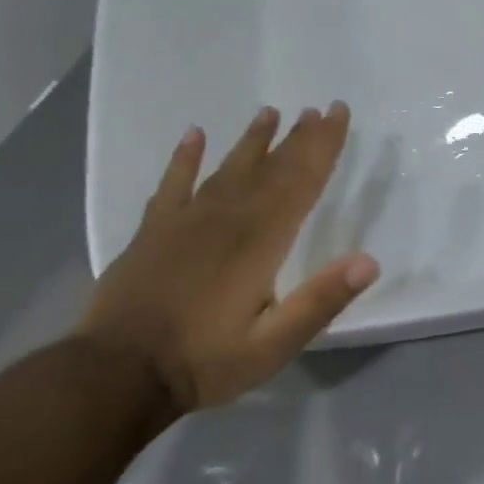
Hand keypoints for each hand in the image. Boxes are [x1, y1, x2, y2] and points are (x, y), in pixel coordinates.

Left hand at [78, 103, 379, 412]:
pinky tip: (194, 135)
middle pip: (270, 169)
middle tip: (318, 108)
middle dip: (299, 138)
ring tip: (270, 113)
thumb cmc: (205, 361)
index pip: (301, 182)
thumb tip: (369, 261)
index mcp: (260, 241)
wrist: (115, 376)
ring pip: (227, 169)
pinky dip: (184, 158)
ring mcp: (184, 223)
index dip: (323, 146)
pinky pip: (172, 185)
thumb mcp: (274, 344)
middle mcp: (226, 220)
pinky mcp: (152, 233)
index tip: (337, 113)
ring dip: (253, 141)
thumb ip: (321, 301)